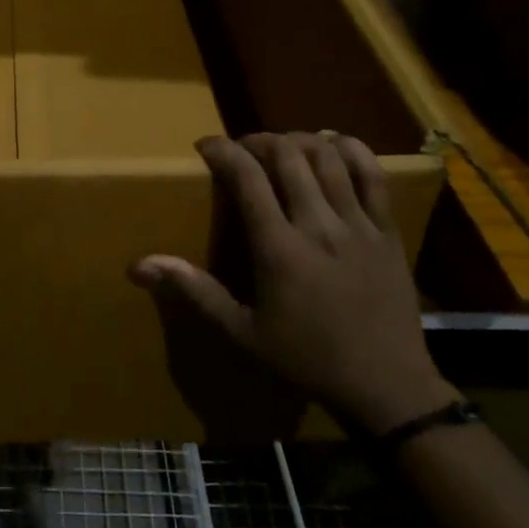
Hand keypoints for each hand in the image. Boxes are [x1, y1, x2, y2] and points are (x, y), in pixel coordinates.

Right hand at [128, 131, 455, 434]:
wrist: (386, 387)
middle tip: (243, 149)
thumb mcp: (242, 333)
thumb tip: (140, 265)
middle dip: (259, 141)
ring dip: (299, 140)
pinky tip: (335, 146)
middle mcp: (318, 225)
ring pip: (328, 158)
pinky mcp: (388, 231)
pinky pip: (374, 176)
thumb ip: (195, 291)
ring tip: (283, 147)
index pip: (246, 177)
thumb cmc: (306, 359)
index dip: (223, 150)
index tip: (206, 145)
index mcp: (279, 248)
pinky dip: (352, 151)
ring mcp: (358, 225)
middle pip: (288, 155)